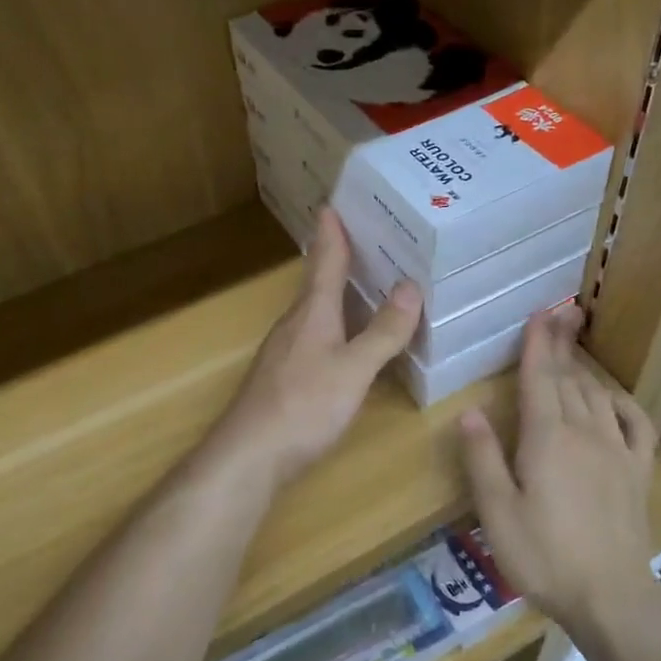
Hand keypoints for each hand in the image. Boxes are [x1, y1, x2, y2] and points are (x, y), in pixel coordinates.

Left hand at [211, 208, 421, 484]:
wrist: (250, 457)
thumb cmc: (303, 406)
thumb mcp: (353, 369)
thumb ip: (383, 332)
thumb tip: (410, 286)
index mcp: (312, 313)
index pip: (324, 261)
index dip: (332, 233)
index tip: (333, 203)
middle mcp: (296, 324)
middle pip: (318, 283)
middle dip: (339, 258)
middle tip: (368, 237)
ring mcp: (286, 352)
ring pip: (317, 311)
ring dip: (339, 293)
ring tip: (367, 282)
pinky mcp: (285, 378)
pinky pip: (317, 337)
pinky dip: (338, 326)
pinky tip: (349, 339)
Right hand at [459, 305, 656, 625]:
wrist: (610, 596)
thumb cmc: (543, 556)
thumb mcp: (497, 512)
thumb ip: (483, 458)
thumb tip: (468, 412)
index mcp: (546, 438)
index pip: (541, 379)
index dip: (538, 345)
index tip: (539, 314)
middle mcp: (584, 433)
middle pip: (570, 378)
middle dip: (562, 344)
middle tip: (561, 313)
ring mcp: (617, 450)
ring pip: (598, 395)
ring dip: (585, 367)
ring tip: (575, 346)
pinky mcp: (637, 471)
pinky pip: (634, 423)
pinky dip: (622, 402)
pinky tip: (613, 397)